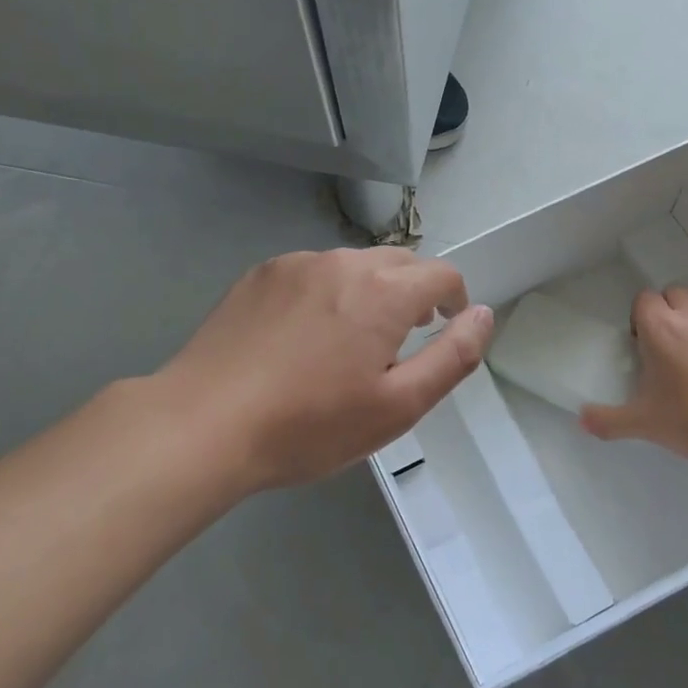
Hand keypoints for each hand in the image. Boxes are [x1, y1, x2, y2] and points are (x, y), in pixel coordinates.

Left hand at [151, 248, 492, 494]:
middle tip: (402, 340)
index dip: (455, 298)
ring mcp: (296, 263)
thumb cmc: (309, 425)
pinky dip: (326, 293)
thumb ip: (452, 356)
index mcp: (383, 291)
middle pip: (399, 262)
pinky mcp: (260, 274)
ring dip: (368, 292)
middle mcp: (343, 262)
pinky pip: (312, 272)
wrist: (204, 424)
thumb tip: (482, 314)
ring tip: (348, 342)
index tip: (446, 325)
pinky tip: (302, 337)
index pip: (442, 273)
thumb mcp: (397, 406)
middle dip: (413, 292)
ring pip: (353, 265)